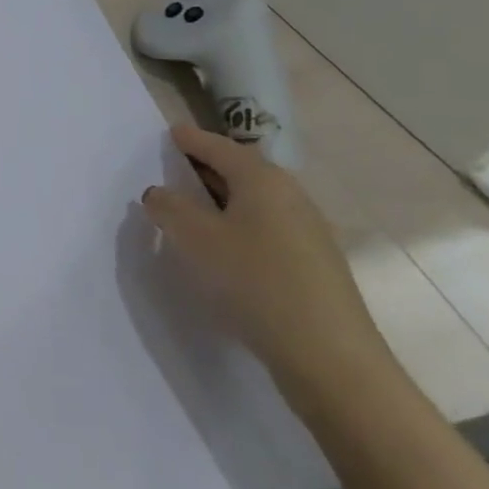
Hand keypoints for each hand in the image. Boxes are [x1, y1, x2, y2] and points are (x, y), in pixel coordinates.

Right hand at [141, 125, 392, 397]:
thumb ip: (169, 207)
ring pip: (254, 202)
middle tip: (173, 167)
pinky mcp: (312, 264)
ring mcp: (307, 232)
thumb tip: (159, 193)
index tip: (170, 132)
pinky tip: (221, 248)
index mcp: (263, 180)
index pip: (220, 147)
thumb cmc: (254, 281)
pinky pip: (264, 228)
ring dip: (220, 199)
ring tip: (189, 209)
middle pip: (241, 170)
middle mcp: (290, 197)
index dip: (192, 139)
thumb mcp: (195, 238)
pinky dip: (236, 226)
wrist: (328, 355)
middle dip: (206, 166)